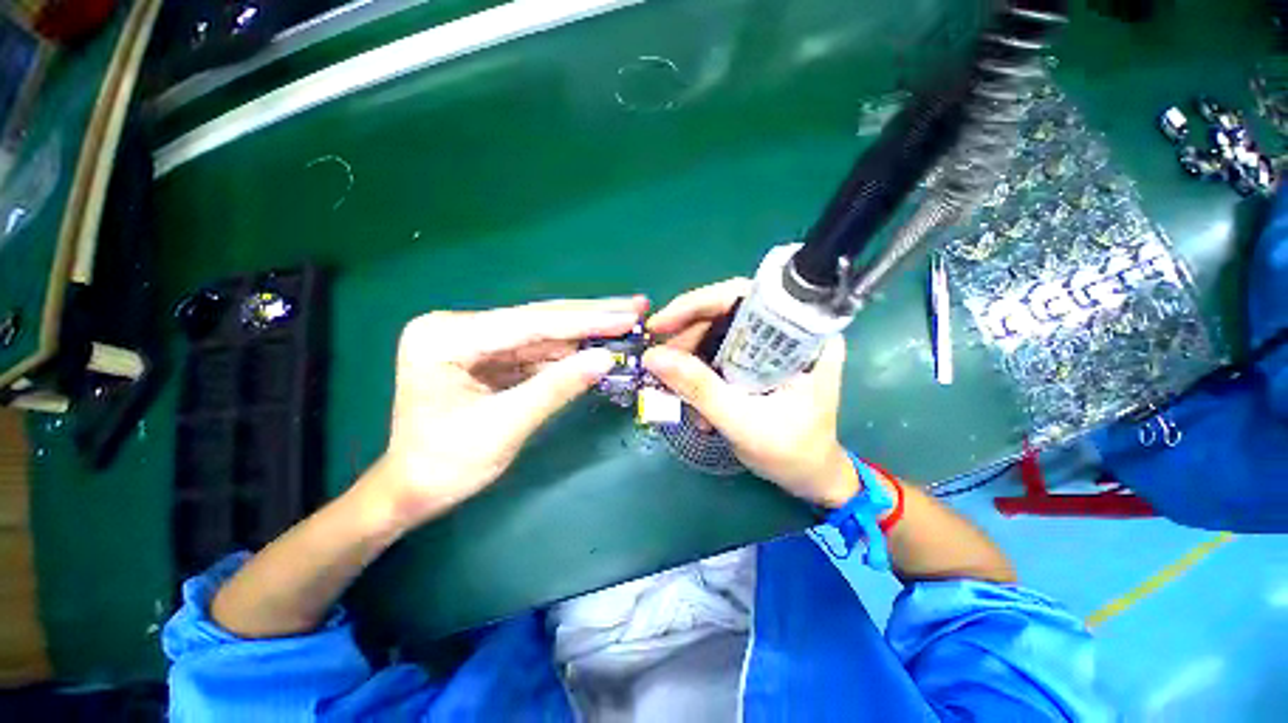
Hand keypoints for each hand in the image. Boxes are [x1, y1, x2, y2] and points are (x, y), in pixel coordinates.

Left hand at [359, 296, 648, 532]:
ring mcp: (475, 339)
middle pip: (538, 319)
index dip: (584, 322)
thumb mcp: (505, 427)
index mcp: (446, 338)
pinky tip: (599, 344)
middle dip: (591, 316)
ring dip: (586, 332)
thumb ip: (557, 388)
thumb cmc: (446, 465)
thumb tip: (606, 359)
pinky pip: (538, 350)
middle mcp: (458, 327)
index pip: (529, 324)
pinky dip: (571, 351)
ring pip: (543, 332)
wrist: (414, 490)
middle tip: (636, 306)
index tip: (628, 315)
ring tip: (626, 323)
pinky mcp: (489, 354)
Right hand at [643, 279, 857, 507]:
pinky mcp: (760, 361)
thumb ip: (699, 389)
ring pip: (719, 334)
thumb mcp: (742, 422)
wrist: (810, 476)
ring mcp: (773, 347)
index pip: (745, 297)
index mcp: (802, 339)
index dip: (698, 304)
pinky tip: (692, 397)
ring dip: (690, 358)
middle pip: (727, 314)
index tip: (661, 324)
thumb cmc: (790, 453)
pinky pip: (720, 353)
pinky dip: (700, 371)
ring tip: (672, 387)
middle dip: (687, 336)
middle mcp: (788, 333)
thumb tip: (653, 357)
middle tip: (659, 360)